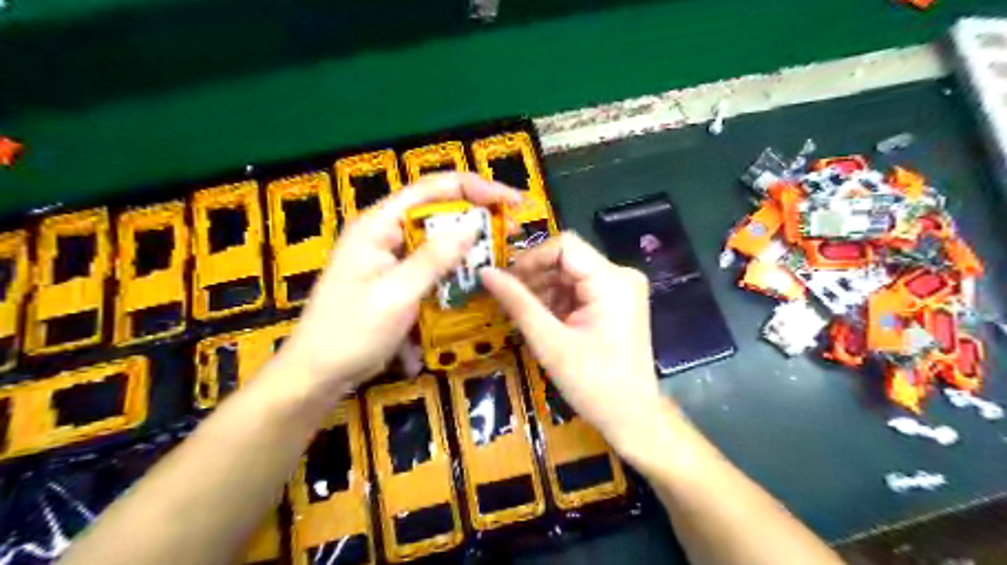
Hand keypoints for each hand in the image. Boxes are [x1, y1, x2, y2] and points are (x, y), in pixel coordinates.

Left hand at [278, 172, 523, 397]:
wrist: (319, 373)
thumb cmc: (351, 332)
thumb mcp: (396, 294)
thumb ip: (434, 258)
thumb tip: (472, 224)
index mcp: (378, 225)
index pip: (431, 189)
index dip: (475, 188)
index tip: (510, 201)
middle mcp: (385, 233)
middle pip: (437, 211)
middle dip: (476, 217)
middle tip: (512, 230)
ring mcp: (391, 257)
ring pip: (438, 240)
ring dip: (469, 246)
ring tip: (501, 254)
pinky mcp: (398, 279)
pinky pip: (433, 266)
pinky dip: (454, 270)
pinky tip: (474, 280)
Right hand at [485, 232, 671, 460]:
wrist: (632, 417)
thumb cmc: (593, 384)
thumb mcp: (550, 343)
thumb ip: (518, 303)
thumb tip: (485, 273)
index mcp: (612, 281)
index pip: (564, 246)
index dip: (531, 259)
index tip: (507, 282)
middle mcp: (621, 276)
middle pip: (568, 259)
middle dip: (536, 277)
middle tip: (511, 301)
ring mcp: (622, 288)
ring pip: (571, 273)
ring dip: (545, 289)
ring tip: (527, 315)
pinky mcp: (618, 302)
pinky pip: (580, 288)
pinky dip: (559, 300)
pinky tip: (546, 320)